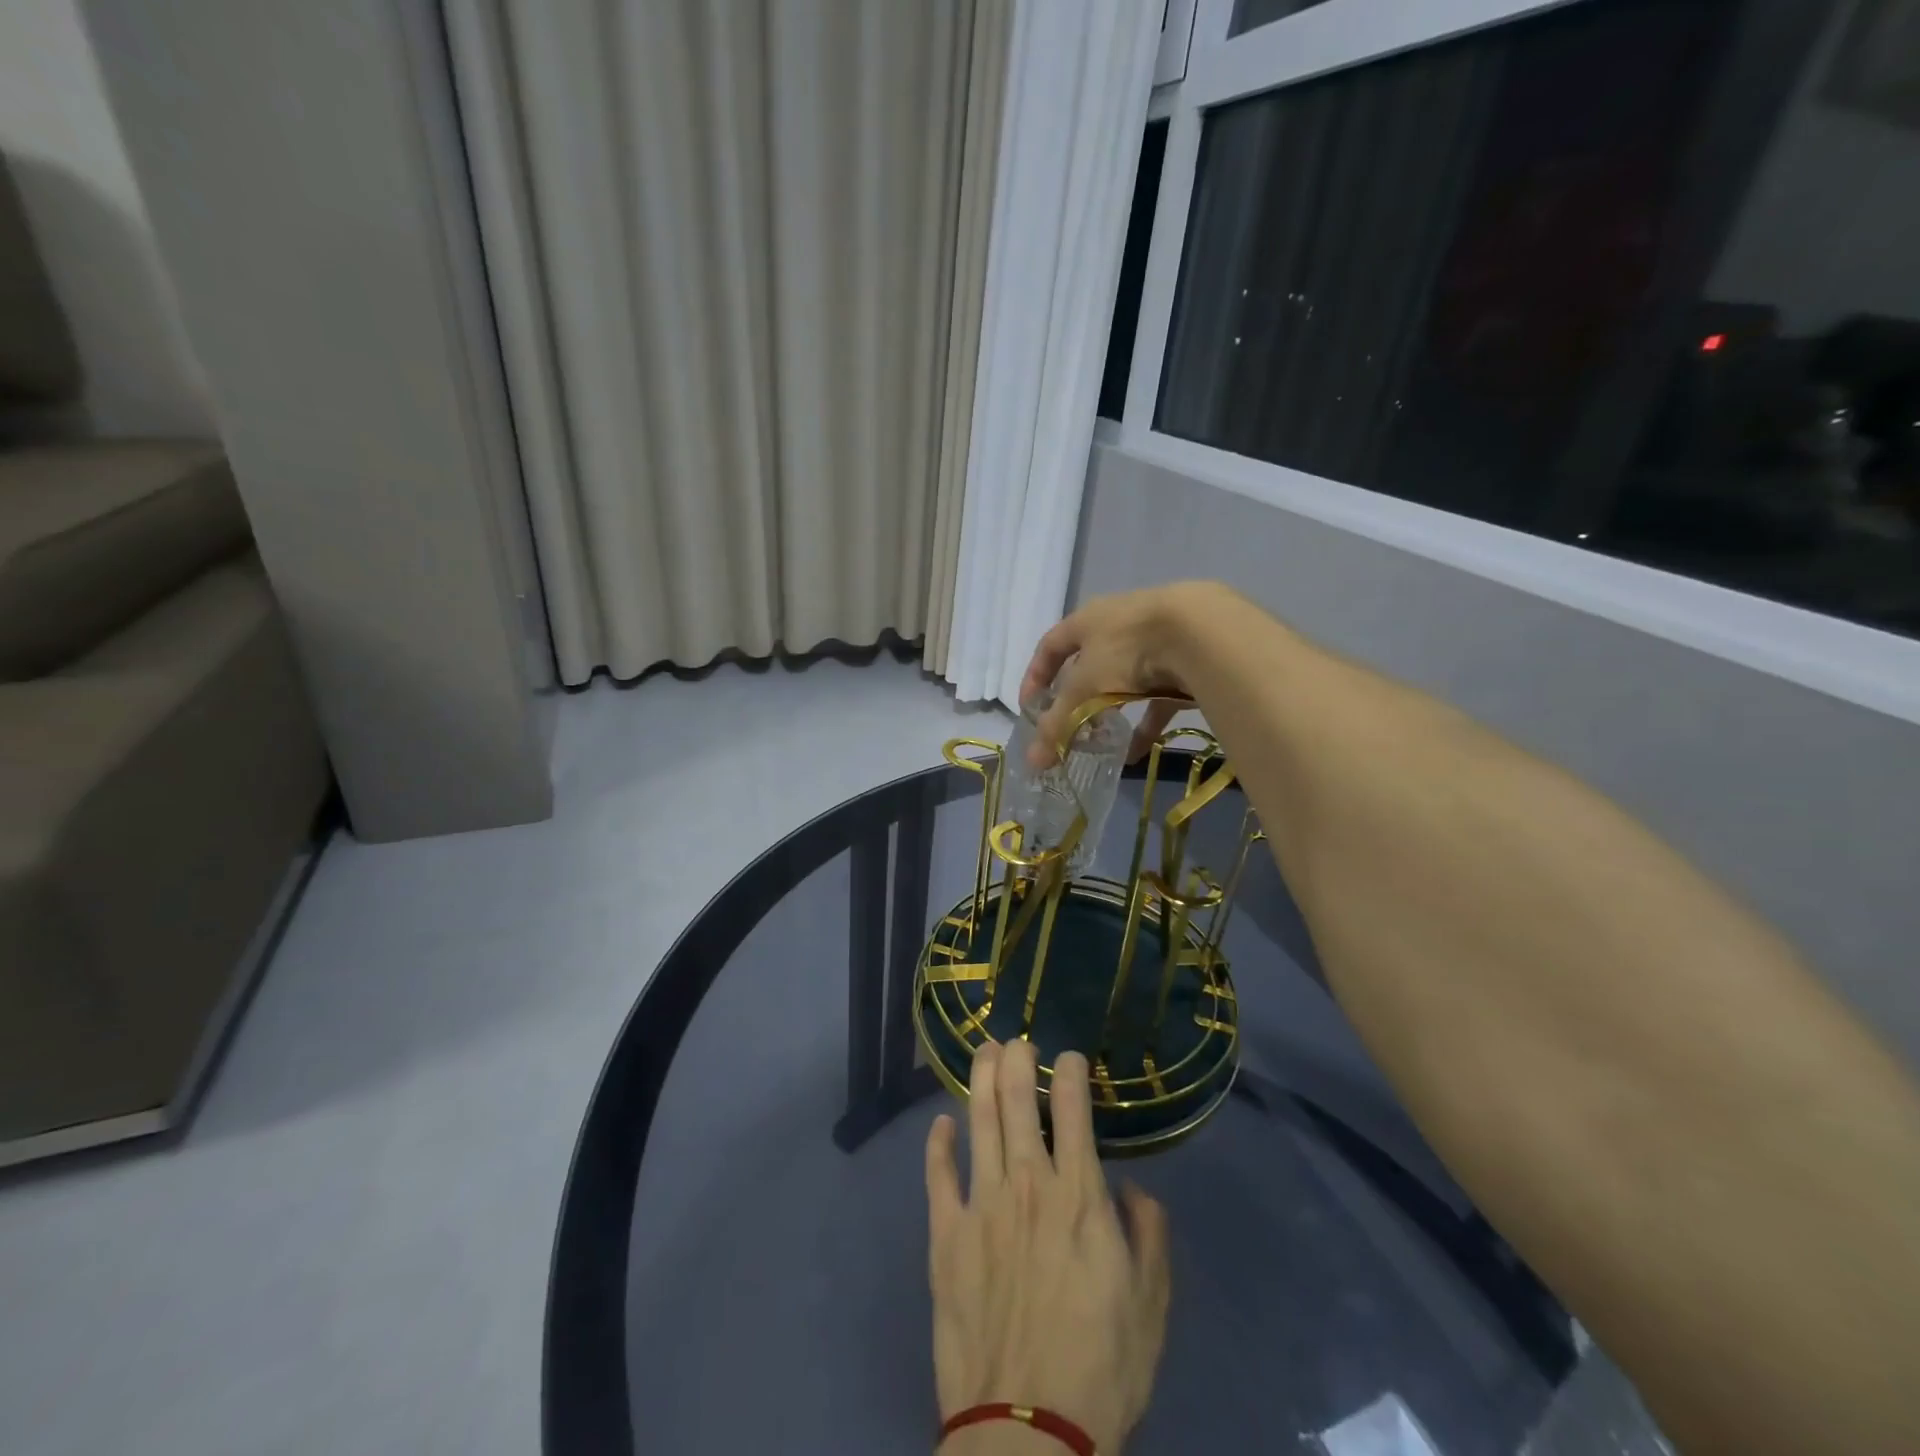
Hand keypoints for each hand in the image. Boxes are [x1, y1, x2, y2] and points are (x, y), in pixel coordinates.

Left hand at [925, 1041, 1170, 1455]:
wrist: (1027, 1432)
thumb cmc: (1100, 1368)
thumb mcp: (1151, 1306)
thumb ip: (1149, 1236)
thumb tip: (1133, 1190)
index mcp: (1079, 1197)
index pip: (1074, 1110)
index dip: (1070, 1072)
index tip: (1069, 1056)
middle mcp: (1028, 1185)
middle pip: (1018, 1100)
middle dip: (1017, 1059)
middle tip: (1017, 1039)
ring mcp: (981, 1205)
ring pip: (979, 1121)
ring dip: (981, 1079)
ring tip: (984, 1050)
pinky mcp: (945, 1235)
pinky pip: (938, 1174)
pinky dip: (938, 1143)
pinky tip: (941, 1123)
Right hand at [1019, 582, 1229, 767]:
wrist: (1201, 631)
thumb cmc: (1126, 650)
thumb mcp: (1084, 688)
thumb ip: (1058, 725)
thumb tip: (1033, 762)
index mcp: (1086, 621)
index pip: (1049, 646)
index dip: (1035, 676)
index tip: (1028, 708)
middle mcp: (1117, 625)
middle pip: (1087, 665)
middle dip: (1075, 700)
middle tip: (1068, 729)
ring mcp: (1153, 640)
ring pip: (1123, 682)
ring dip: (1110, 713)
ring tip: (1102, 743)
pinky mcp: (1183, 661)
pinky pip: (1157, 698)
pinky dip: (1145, 724)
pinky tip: (1139, 752)